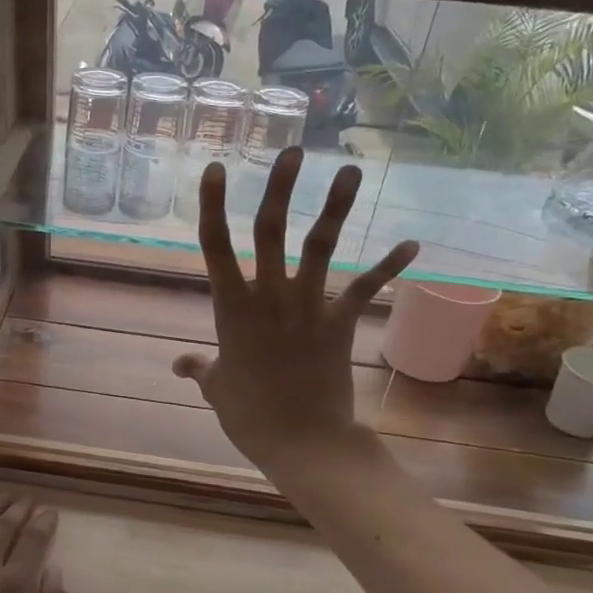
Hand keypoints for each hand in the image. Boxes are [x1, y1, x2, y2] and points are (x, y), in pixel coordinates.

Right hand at [172, 147, 416, 474]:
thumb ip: (199, 368)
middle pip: (272, 232)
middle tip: (293, 151)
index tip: (218, 169)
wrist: (301, 441)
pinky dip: (389, 266)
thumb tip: (179, 363)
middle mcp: (268, 297)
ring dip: (337, 207)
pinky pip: (366, 288)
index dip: (215, 205)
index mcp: (232, 308)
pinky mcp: (340, 322)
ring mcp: (307, 307)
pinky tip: (412, 245)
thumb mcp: (216, 388)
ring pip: (320, 247)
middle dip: (281, 189)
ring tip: (351, 170)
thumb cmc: (249, 415)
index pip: (215, 246)